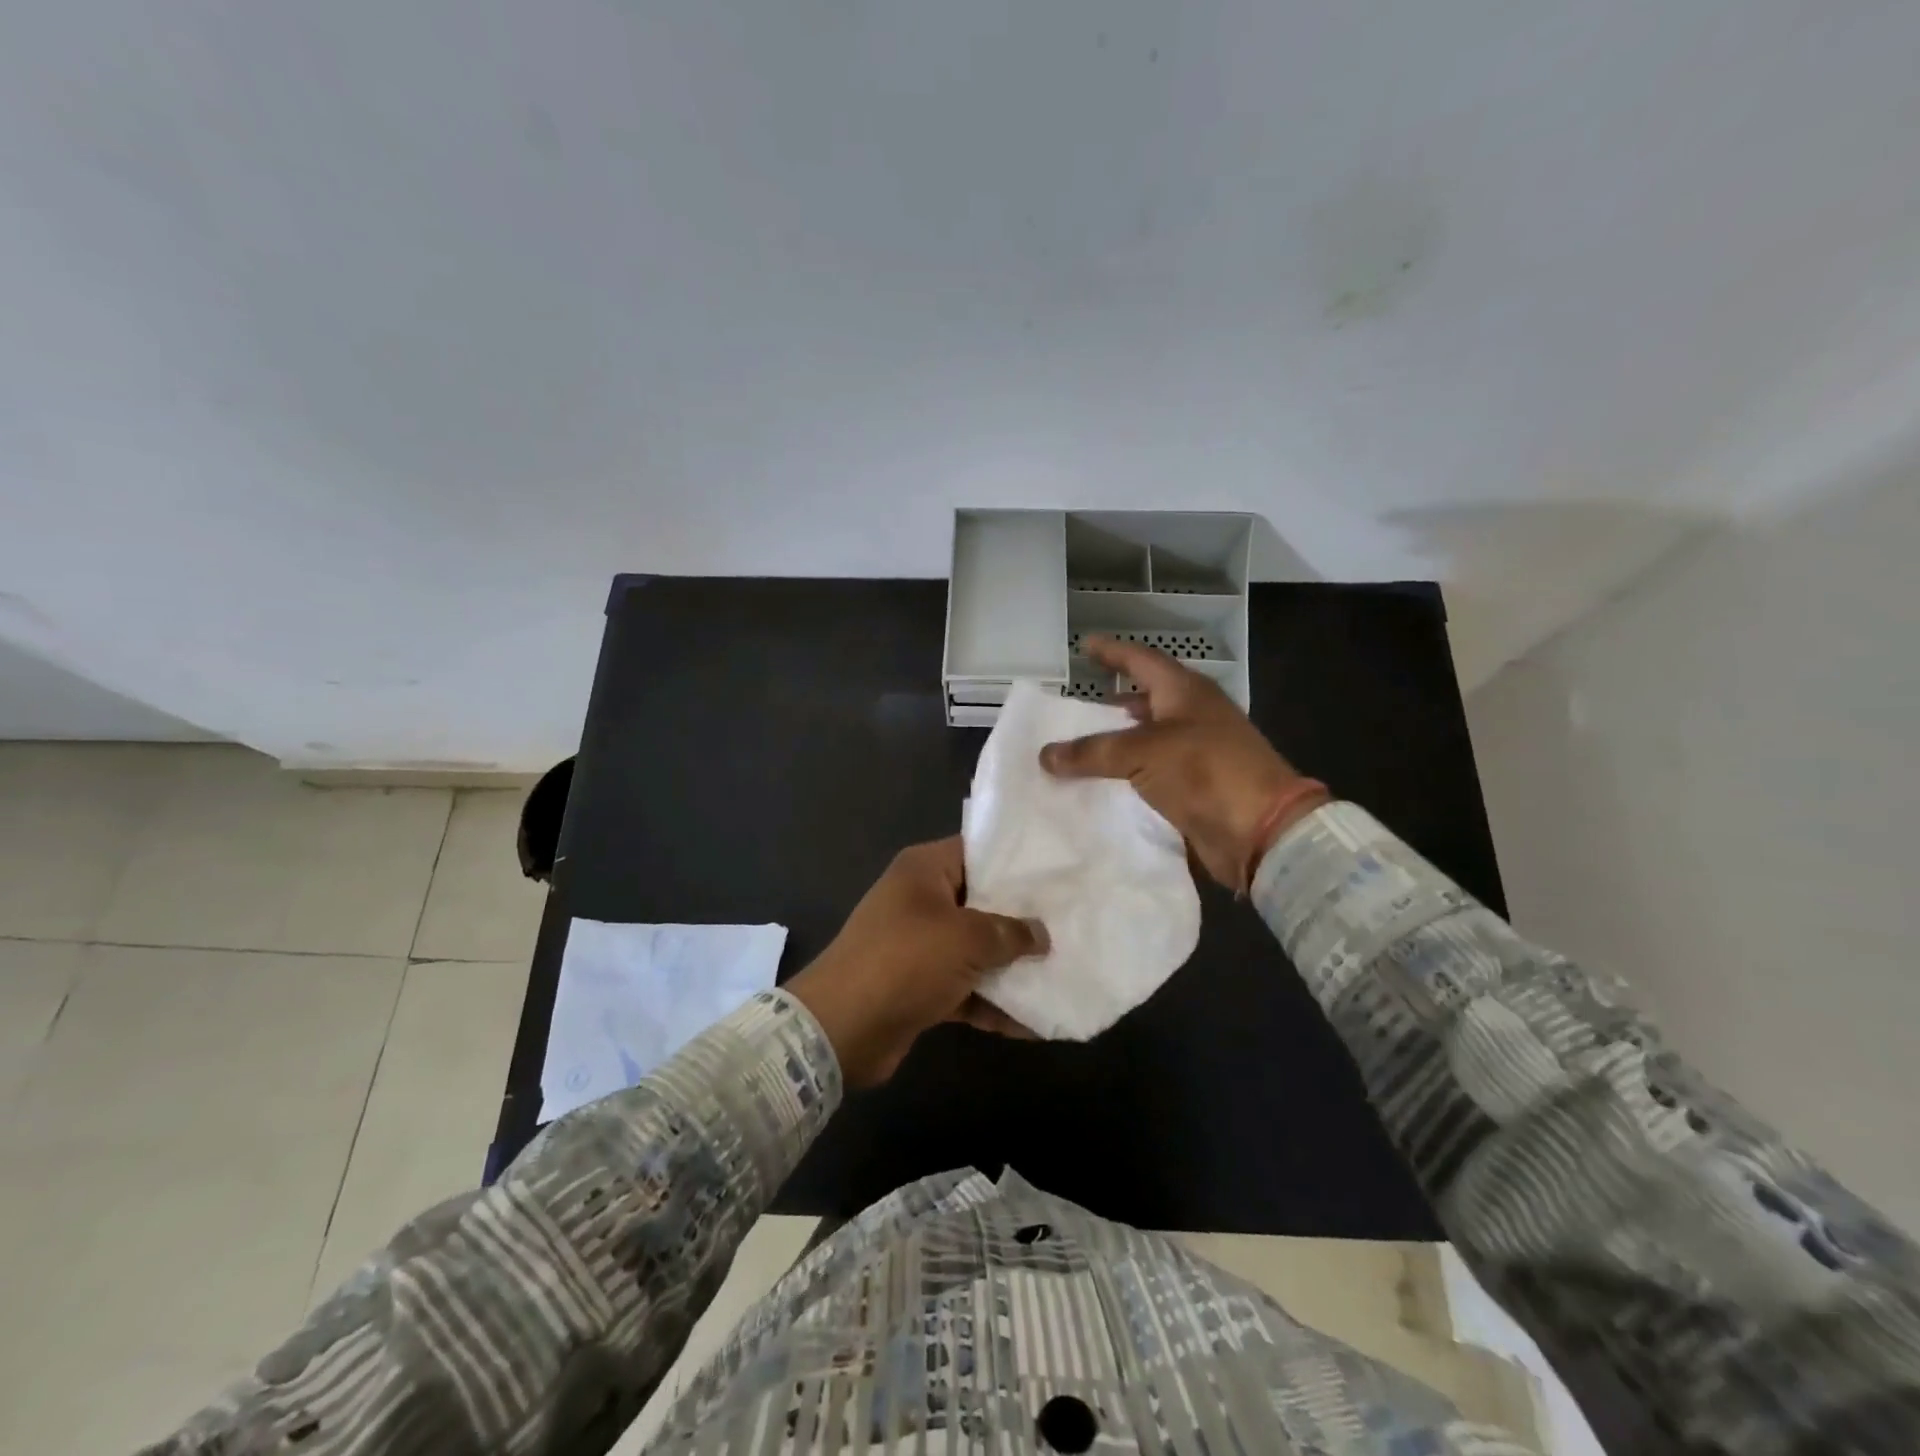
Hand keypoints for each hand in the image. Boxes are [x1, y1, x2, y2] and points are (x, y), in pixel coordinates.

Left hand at [786, 837, 1048, 1087]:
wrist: (843, 1027)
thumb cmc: (906, 960)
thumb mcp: (965, 938)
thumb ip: (1010, 932)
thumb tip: (1042, 934)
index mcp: (925, 870)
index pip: (978, 851)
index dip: (1017, 860)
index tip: (1059, 872)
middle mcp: (921, 900)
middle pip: (982, 902)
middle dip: (1023, 919)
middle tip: (1072, 923)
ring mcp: (920, 945)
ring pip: (976, 949)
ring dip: (1012, 966)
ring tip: (1064, 972)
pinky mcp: (920, 986)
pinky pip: (966, 988)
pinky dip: (993, 1003)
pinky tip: (1035, 1021)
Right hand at [1039, 636, 1328, 891]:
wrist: (1260, 829)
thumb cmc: (1205, 770)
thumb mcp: (1143, 752)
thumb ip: (1092, 751)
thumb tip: (1045, 755)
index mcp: (1185, 692)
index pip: (1141, 660)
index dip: (1112, 652)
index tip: (1084, 645)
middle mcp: (1192, 715)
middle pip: (1146, 699)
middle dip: (1112, 701)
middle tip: (1076, 705)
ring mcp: (1196, 752)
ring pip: (1147, 739)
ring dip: (1117, 742)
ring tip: (1080, 747)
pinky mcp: (1195, 786)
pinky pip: (1150, 773)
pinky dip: (1126, 775)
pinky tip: (1101, 783)